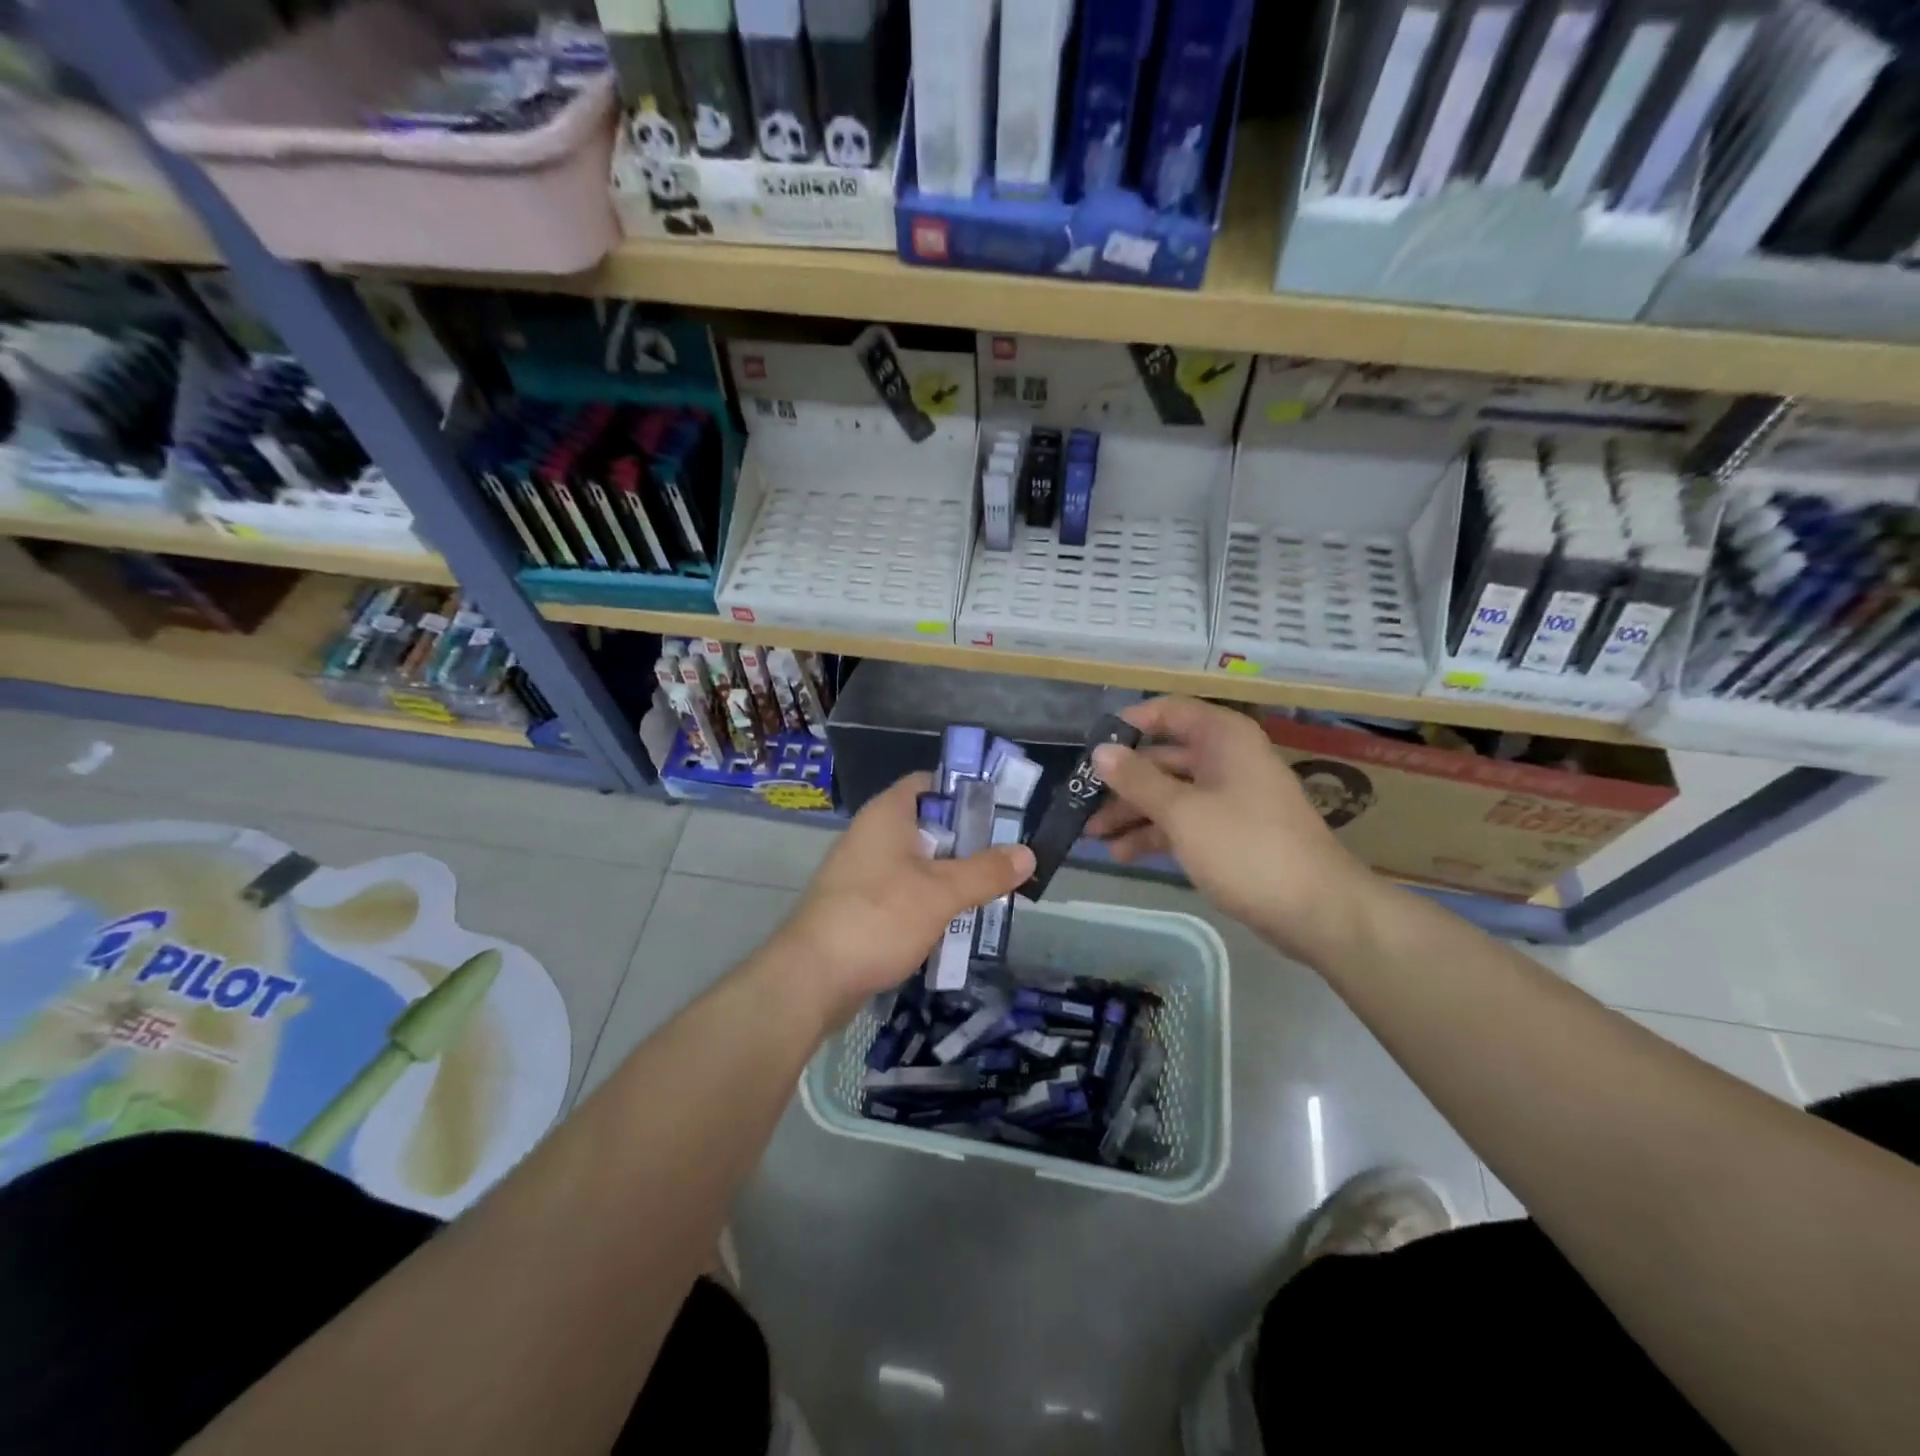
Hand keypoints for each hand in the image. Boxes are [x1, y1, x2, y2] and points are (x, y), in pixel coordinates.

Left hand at [776, 773, 1034, 1024]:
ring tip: (990, 891)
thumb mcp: (941, 893)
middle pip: (927, 825)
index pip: (929, 783)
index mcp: (887, 814)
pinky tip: (954, 923)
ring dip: (949, 876)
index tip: (1001, 811)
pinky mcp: (858, 905)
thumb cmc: (878, 918)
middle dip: (966, 841)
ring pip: (916, 863)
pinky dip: (927, 901)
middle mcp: (871, 834)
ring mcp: (861, 871)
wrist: (811, 978)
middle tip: (1005, 857)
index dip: (965, 791)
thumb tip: (1028, 853)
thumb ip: (985, 871)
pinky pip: (902, 892)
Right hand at [1086, 697, 1374, 958]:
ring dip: (1132, 812)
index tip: (1090, 748)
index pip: (1167, 712)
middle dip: (1121, 781)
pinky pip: (1184, 821)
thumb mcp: (1183, 812)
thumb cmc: (1246, 848)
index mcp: (1223, 738)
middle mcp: (1226, 759)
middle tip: (1081, 802)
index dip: (1127, 725)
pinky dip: (1155, 834)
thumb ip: (1137, 780)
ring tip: (1093, 836)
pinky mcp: (1231, 833)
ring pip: (1170, 793)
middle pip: (1163, 757)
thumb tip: (1100, 751)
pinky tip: (1123, 854)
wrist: (1317, 910)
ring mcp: (1230, 797)